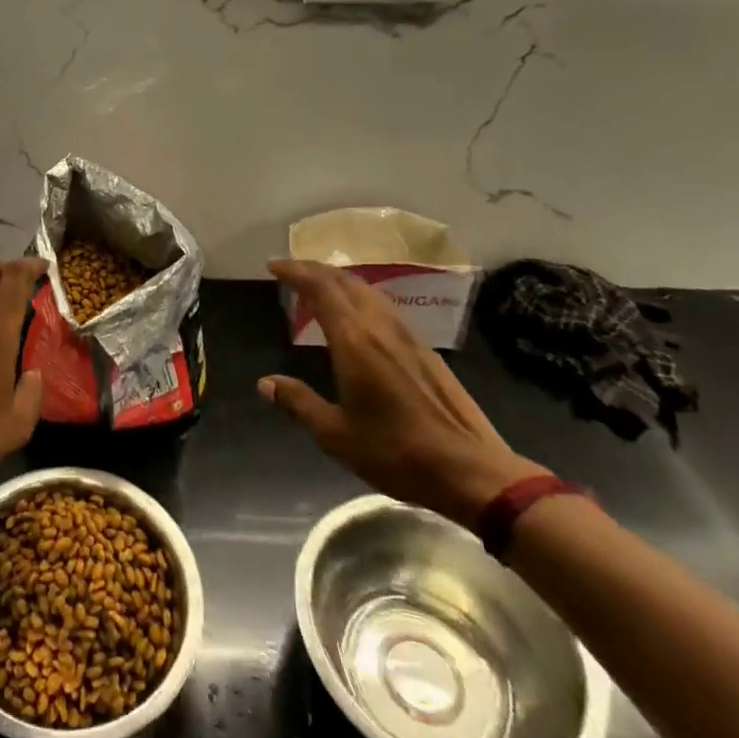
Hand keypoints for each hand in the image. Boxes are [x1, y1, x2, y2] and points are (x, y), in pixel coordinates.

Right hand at [261, 260, 547, 527]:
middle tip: (291, 271)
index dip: (295, 272)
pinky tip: (358, 316)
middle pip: (345, 282)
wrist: (473, 471)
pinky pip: (384, 307)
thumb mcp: (336, 436)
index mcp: (354, 341)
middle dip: (315, 270)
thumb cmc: (398, 453)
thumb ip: (299, 404)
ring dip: (340, 280)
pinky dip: (360, 297)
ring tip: (320, 286)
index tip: (274, 266)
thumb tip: (265, 383)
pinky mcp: (426, 351)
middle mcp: (380, 328)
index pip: (320, 289)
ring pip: (369, 291)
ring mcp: (408, 336)